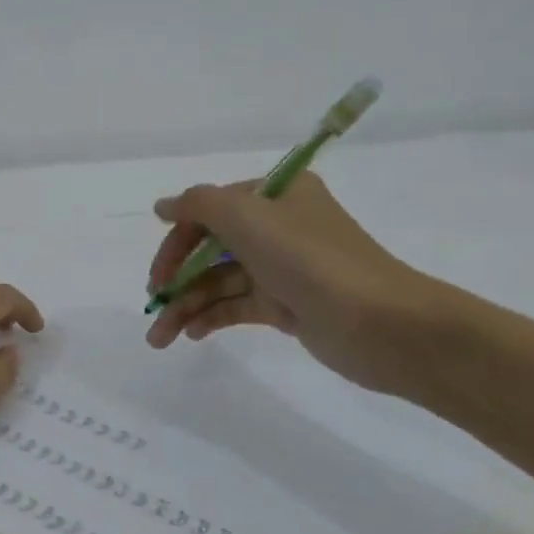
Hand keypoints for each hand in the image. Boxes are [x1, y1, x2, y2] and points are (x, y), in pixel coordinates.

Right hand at [144, 173, 439, 394]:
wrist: (380, 324)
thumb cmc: (311, 260)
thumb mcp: (249, 218)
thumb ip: (198, 204)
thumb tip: (164, 206)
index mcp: (275, 196)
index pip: (210, 210)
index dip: (177, 239)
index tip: (156, 273)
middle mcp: (278, 226)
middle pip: (210, 247)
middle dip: (176, 277)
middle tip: (153, 304)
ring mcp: (282, 267)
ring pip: (220, 281)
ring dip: (187, 305)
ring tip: (160, 338)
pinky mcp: (286, 304)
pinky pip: (237, 305)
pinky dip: (212, 317)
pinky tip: (191, 334)